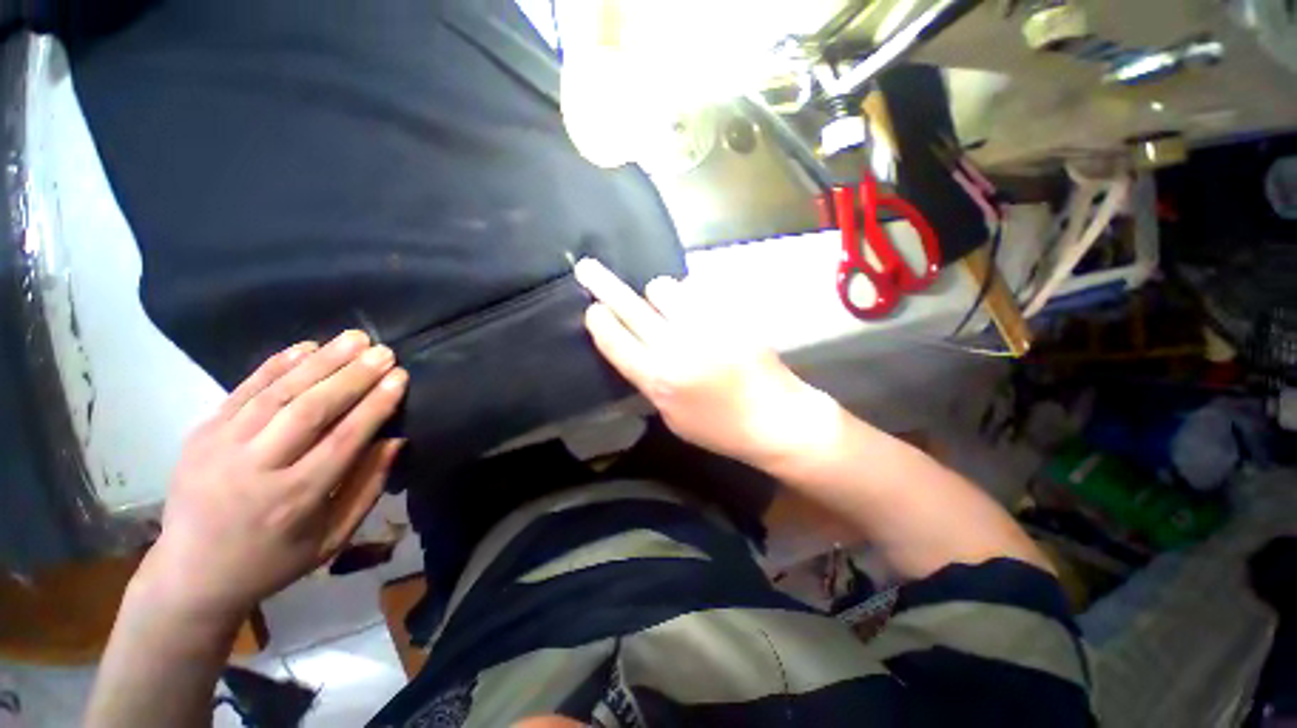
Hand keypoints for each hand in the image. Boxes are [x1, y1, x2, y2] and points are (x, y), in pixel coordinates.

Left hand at [137, 331, 408, 622]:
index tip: (399, 377)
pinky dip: (276, 365)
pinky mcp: (201, 434)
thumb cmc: (274, 559)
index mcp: (294, 500)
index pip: (343, 440)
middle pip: (311, 410)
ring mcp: (221, 447)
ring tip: (354, 338)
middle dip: (352, 376)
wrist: (191, 573)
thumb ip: (367, 487)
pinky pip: (243, 391)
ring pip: (278, 393)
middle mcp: (256, 469)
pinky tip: (306, 346)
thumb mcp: (332, 538)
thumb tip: (395, 440)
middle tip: (384, 351)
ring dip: (320, 361)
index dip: (375, 405)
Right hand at [574, 258, 836, 469]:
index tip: (592, 309)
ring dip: (659, 297)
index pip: (615, 341)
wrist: (776, 417)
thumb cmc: (720, 427)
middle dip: (604, 286)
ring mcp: (706, 325)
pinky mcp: (730, 313)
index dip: (599, 322)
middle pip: (631, 307)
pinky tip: (700, 313)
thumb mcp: (672, 417)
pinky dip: (690, 298)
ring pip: (664, 288)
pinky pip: (697, 290)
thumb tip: (635, 347)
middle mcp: (677, 347)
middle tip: (587, 267)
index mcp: (659, 380)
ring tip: (670, 310)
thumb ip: (650, 380)